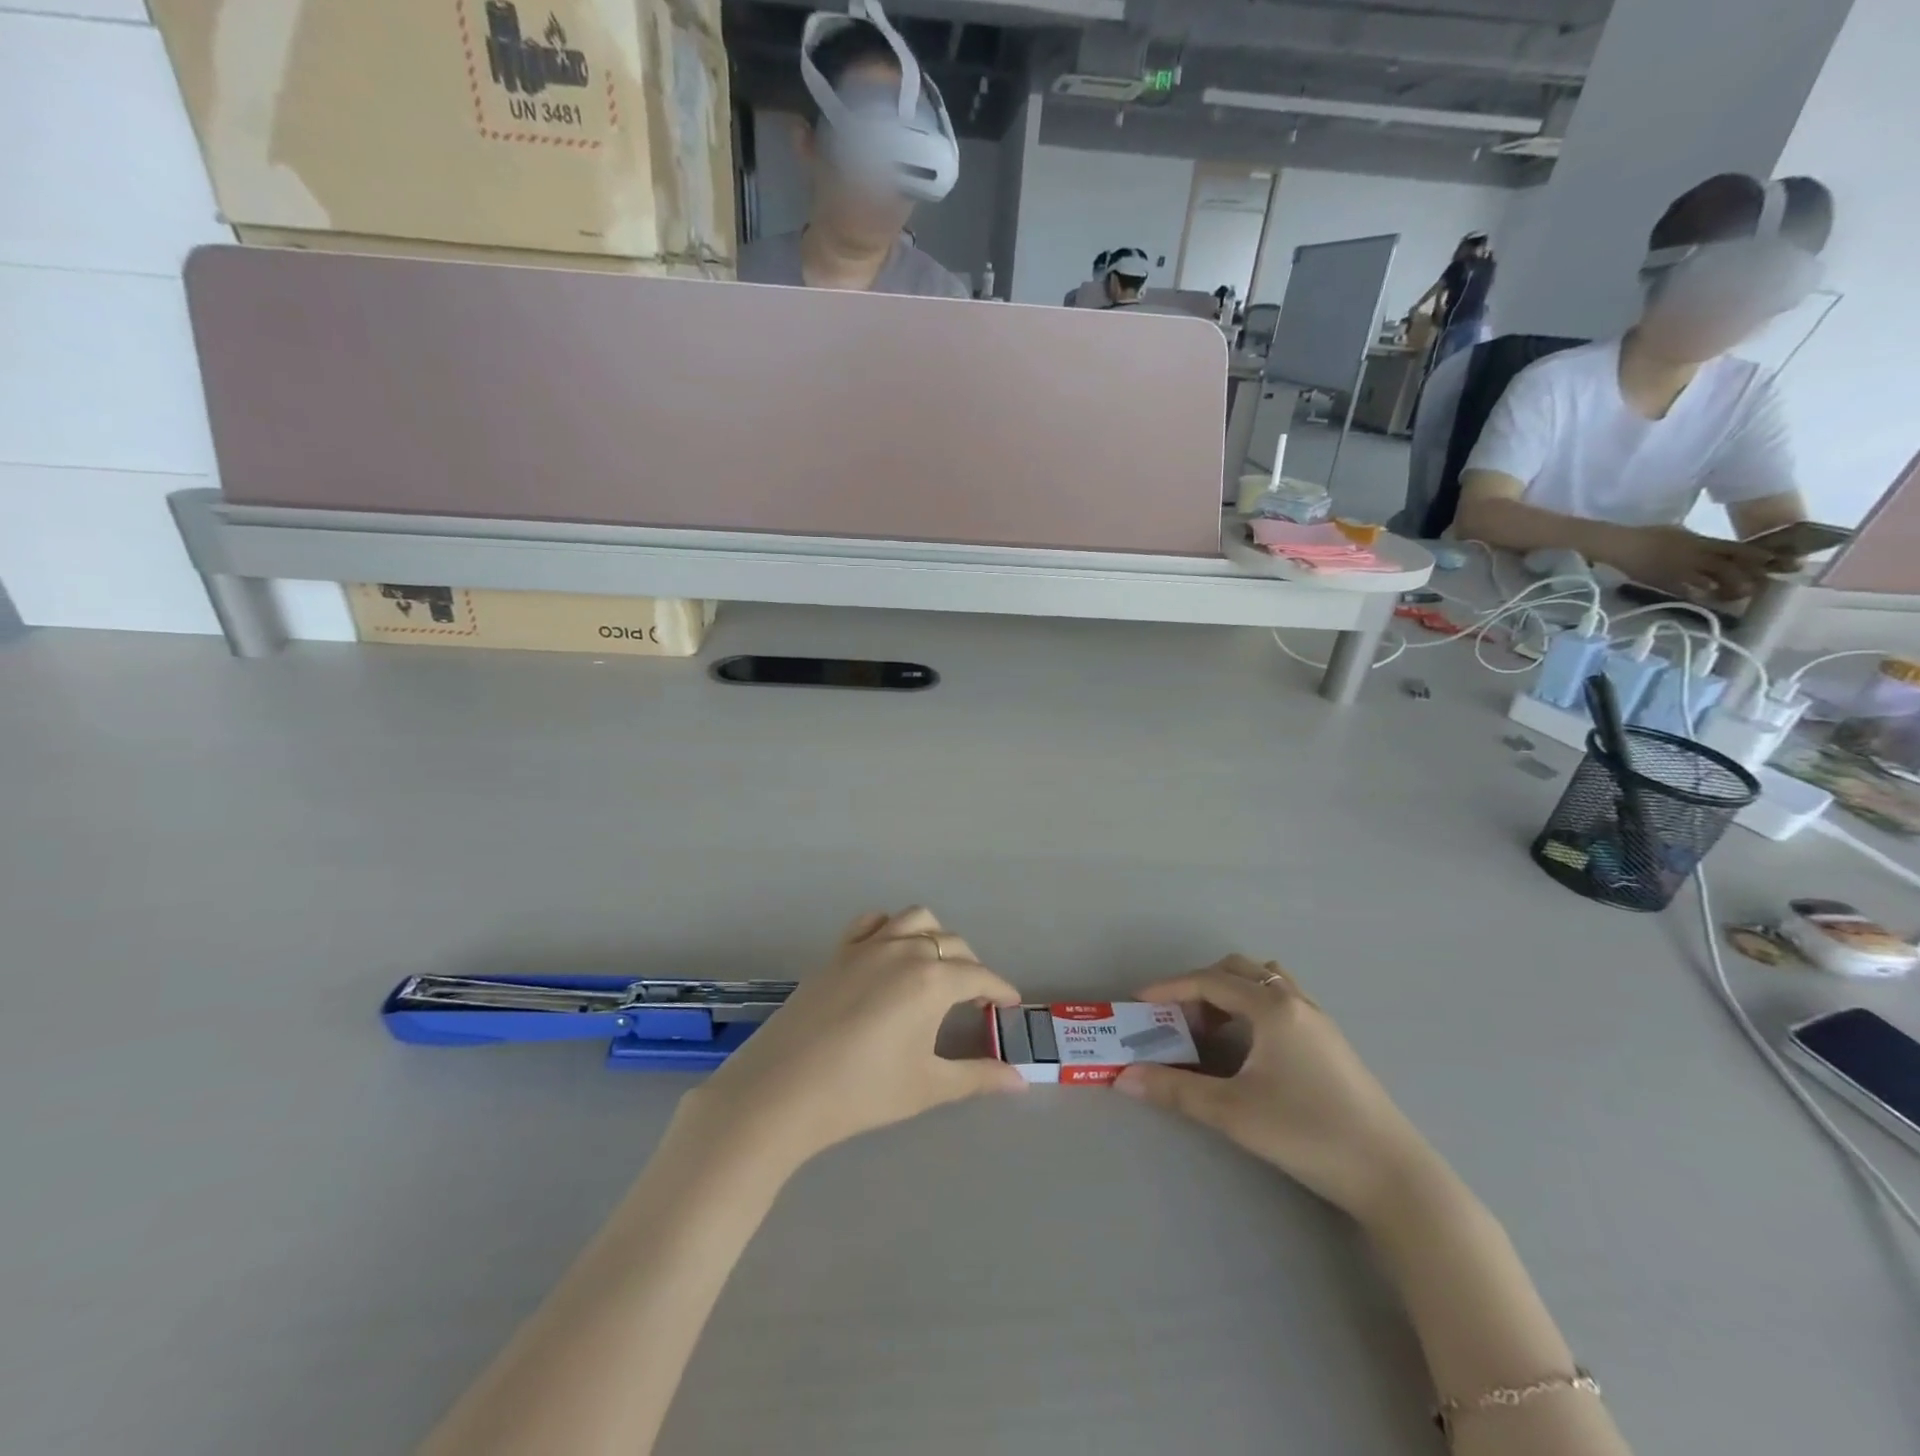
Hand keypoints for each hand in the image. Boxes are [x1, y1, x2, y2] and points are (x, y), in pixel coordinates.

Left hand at [681, 908, 1024, 1168]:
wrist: (782, 1090)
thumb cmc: (862, 1092)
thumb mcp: (928, 1086)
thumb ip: (978, 1077)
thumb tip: (1022, 1080)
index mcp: (932, 980)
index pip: (979, 975)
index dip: (999, 989)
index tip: (1010, 1003)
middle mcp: (904, 951)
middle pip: (952, 944)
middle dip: (971, 966)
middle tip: (975, 998)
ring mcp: (867, 947)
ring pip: (915, 920)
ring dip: (935, 937)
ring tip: (936, 967)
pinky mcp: (838, 952)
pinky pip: (872, 922)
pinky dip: (890, 927)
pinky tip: (888, 952)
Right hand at [1114, 957, 1433, 1226]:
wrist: (1392, 1175)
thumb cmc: (1307, 1133)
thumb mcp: (1233, 1112)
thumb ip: (1176, 1090)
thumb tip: (1125, 1078)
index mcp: (1271, 1007)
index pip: (1209, 981)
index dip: (1169, 987)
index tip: (1139, 1002)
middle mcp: (1295, 1001)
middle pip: (1237, 970)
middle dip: (1199, 986)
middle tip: (1176, 1018)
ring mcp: (1319, 1020)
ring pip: (1265, 981)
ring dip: (1231, 992)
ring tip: (1212, 1029)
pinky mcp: (1332, 1042)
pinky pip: (1283, 1000)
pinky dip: (1254, 1006)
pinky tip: (1250, 1046)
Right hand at [1605, 524, 1773, 600]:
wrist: (1618, 545)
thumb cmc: (1646, 535)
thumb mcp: (1678, 531)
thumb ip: (1698, 541)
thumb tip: (1712, 548)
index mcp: (1701, 542)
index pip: (1739, 549)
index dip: (1761, 557)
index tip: (1781, 563)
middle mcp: (1697, 556)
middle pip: (1732, 568)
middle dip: (1750, 577)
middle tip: (1763, 585)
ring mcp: (1681, 571)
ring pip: (1713, 582)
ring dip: (1728, 590)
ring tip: (1736, 596)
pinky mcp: (1665, 583)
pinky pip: (1689, 592)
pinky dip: (1701, 596)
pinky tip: (1707, 599)